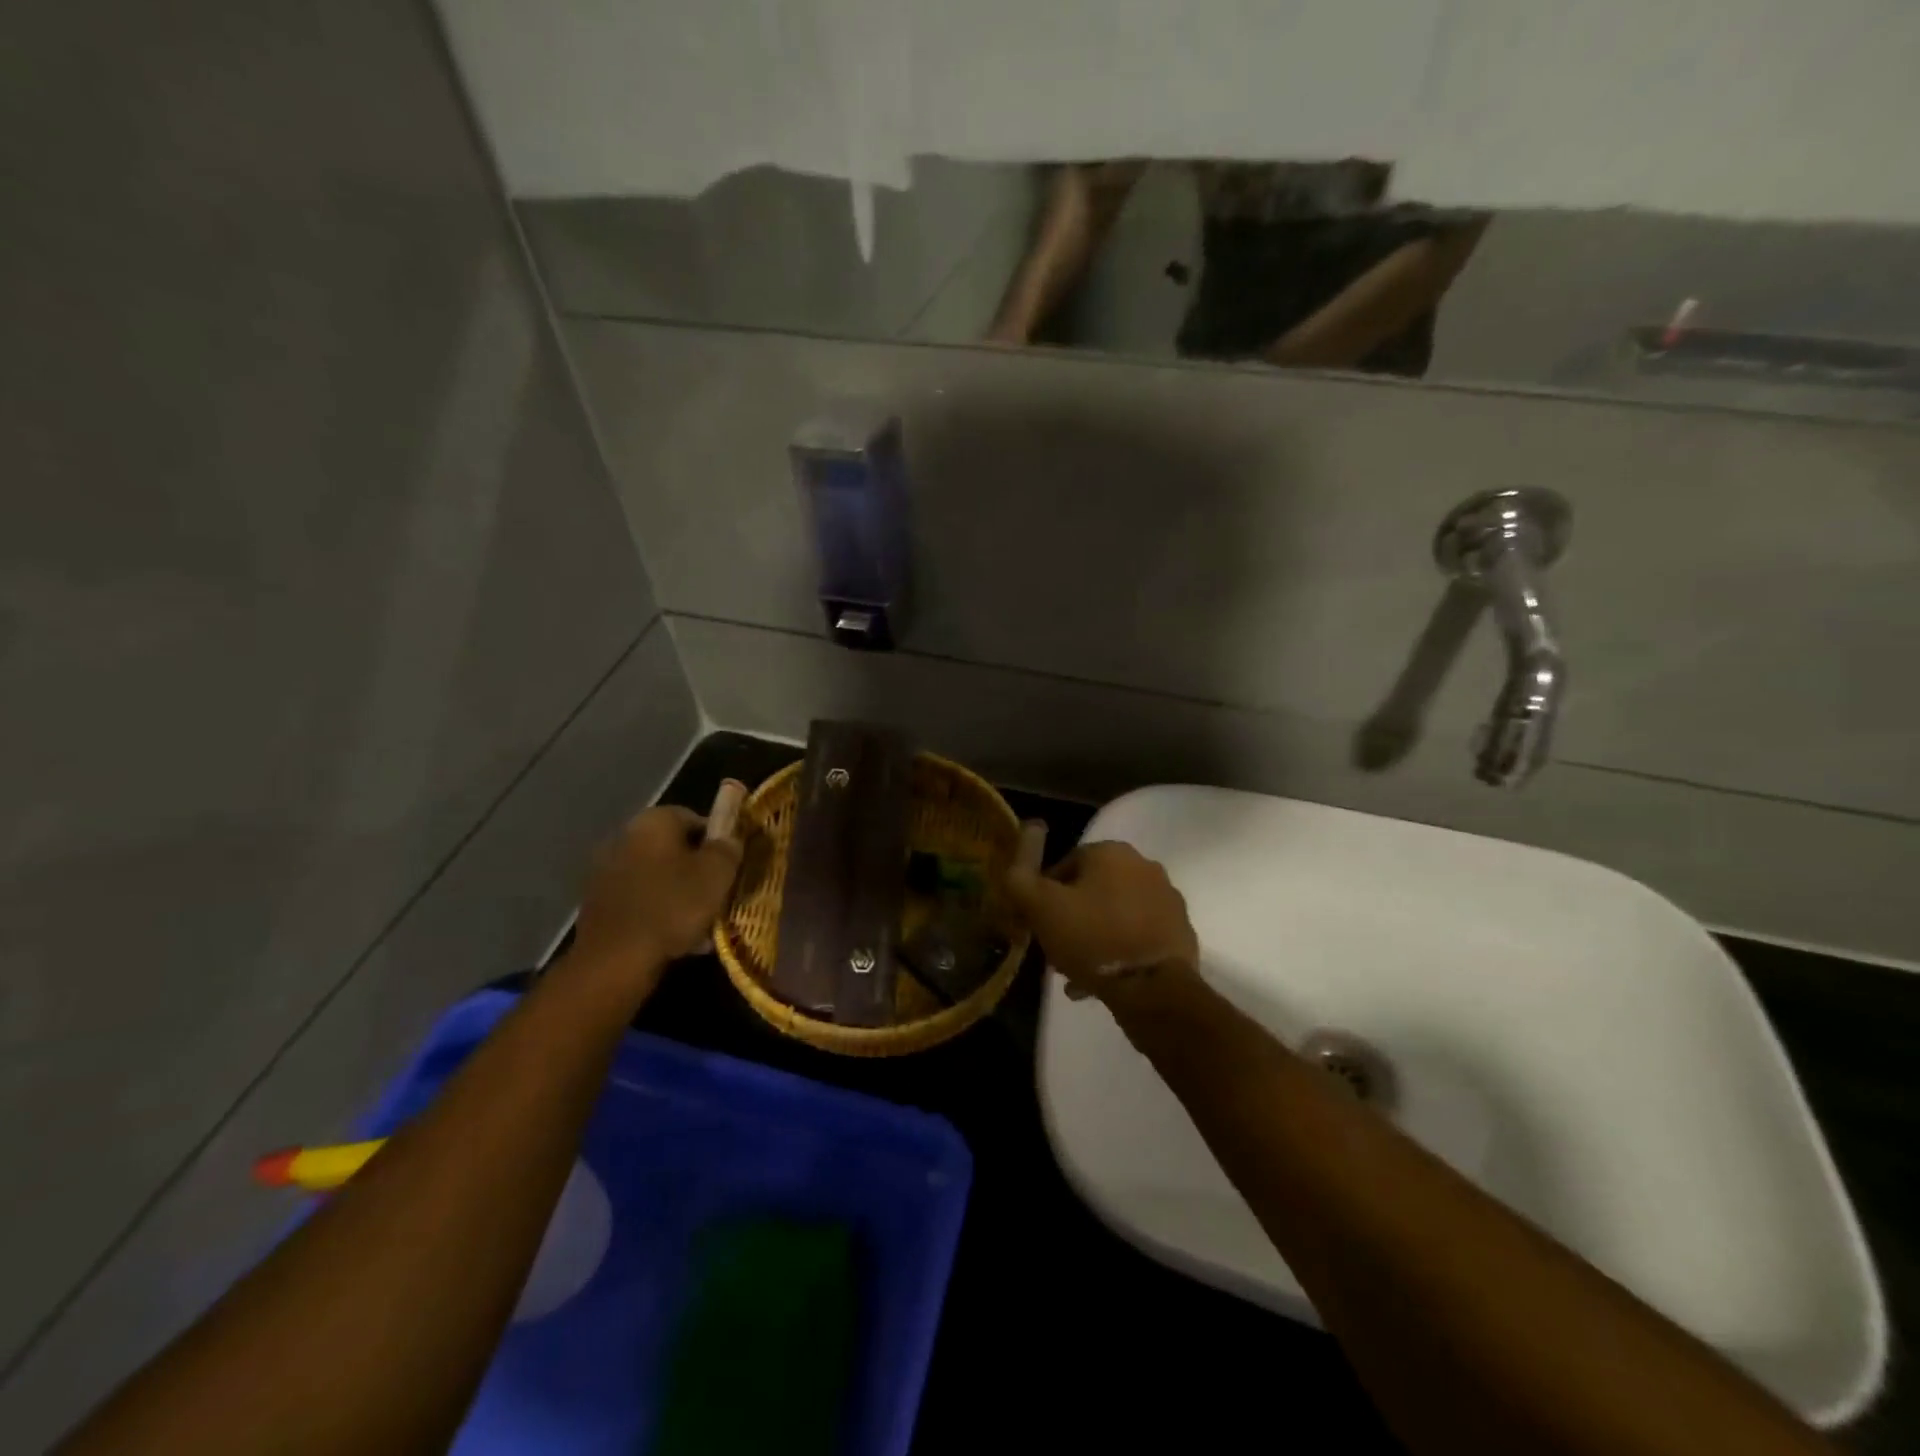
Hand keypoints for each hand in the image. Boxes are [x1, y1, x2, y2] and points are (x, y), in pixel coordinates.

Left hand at [569, 806, 742, 991]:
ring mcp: (606, 871)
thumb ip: (728, 848)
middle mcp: (625, 837)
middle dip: (697, 869)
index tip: (731, 866)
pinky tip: (676, 938)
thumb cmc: (673, 906)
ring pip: (658, 876)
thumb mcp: (717, 874)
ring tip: (701, 922)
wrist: (615, 959)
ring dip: (679, 893)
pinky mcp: (598, 903)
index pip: (695, 818)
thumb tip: (729, 838)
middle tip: (718, 894)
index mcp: (654, 821)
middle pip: (674, 849)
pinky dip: (658, 912)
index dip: (718, 841)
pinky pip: (641, 900)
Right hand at [1005, 840, 1197, 999]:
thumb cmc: (1092, 939)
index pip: (1065, 865)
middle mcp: (1144, 866)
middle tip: (1056, 949)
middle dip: (1071, 918)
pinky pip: (1138, 935)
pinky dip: (1119, 951)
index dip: (1044, 896)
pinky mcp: (1180, 930)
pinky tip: (1102, 980)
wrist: (1154, 988)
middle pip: (1092, 890)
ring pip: (1114, 915)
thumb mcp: (1041, 907)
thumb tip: (1022, 845)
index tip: (1037, 925)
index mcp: (1111, 852)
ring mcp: (1167, 898)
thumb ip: (1021, 876)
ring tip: (1076, 972)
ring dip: (1093, 937)